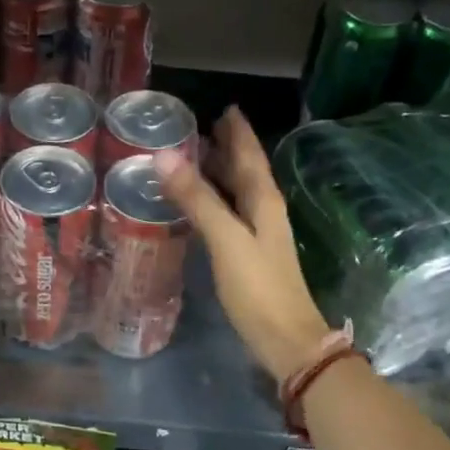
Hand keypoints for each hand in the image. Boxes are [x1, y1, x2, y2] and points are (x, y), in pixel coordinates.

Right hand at [154, 108, 332, 382]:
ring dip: (221, 175)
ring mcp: (259, 237)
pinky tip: (202, 208)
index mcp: (264, 202)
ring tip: (198, 159)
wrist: (285, 340)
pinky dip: (216, 202)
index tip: (225, 109)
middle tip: (203, 129)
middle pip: (246, 172)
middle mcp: (265, 213)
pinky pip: (231, 216)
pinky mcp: (249, 257)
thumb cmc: (258, 289)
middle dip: (228, 149)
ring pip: (239, 194)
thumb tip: (164, 157)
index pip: (250, 156)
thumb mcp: (226, 240)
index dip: (239, 133)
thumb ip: (197, 199)